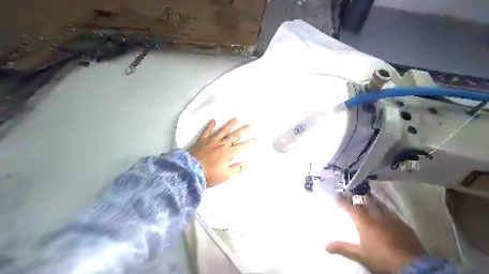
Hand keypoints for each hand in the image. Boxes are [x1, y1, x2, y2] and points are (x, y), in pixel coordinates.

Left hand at [188, 118, 256, 187]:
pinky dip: (210, 126)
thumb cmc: (209, 175)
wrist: (190, 171)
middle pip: (234, 136)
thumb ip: (237, 168)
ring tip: (236, 118)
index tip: (257, 139)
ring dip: (229, 124)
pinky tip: (213, 120)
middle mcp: (221, 144)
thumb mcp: (225, 176)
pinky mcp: (201, 140)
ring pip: (222, 131)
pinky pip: (206, 131)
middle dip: (243, 130)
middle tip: (250, 125)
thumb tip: (247, 163)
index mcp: (228, 153)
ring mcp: (211, 141)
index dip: (250, 143)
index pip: (242, 146)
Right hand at [326, 196, 426, 271]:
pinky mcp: (403, 224)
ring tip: (367, 196)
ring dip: (372, 200)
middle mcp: (376, 217)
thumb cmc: (381, 258)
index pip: (351, 208)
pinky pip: (391, 212)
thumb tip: (325, 246)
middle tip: (353, 192)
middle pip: (365, 202)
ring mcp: (391, 219)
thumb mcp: (360, 255)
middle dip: (358, 197)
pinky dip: (385, 208)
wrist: (413, 266)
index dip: (344, 201)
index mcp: (364, 222)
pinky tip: (386, 210)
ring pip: (379, 205)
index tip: (339, 195)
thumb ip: (343, 248)